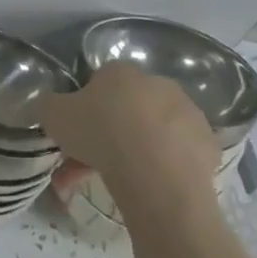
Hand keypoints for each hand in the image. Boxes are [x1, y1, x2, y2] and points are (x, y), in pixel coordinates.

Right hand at [38, 62, 220, 228]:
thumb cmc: (100, 134)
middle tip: (89, 161)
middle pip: (126, 107)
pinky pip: (175, 152)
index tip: (76, 130)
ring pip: (151, 131)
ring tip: (115, 182)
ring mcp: (187, 113)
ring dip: (133, 150)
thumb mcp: (53, 115)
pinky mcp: (207, 143)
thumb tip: (51, 105)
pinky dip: (160, 166)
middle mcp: (157, 84)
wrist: (156, 174)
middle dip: (108, 131)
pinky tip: (144, 185)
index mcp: (120, 72)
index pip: (98, 80)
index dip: (84, 105)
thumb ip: (49, 105)